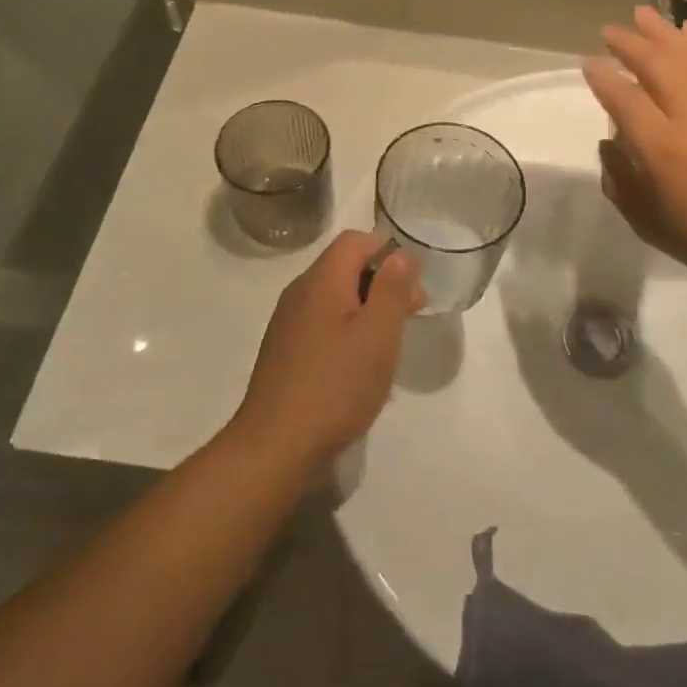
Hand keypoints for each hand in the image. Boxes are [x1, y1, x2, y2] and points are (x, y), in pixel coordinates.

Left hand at [229, 231, 423, 474]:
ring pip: (334, 297)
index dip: (388, 253)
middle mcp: (299, 293)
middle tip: (409, 317)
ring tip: (388, 346)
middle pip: (344, 266)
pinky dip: (346, 331)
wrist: (275, 446)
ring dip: (366, 309)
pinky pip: (322, 323)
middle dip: (382, 282)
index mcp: (321, 281)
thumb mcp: (379, 334)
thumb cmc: (336, 385)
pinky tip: (358, 367)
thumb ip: (392, 288)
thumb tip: (400, 254)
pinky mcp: (284, 351)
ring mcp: (287, 323)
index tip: (411, 288)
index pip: (355, 240)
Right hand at [583, 6, 686, 295]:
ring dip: (663, 31)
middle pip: (655, 65)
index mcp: (660, 147)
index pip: (623, 98)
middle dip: (629, 43)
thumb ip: (620, 181)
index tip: (588, 61)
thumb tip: (610, 144)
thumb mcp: (647, 222)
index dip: (602, 76)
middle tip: (610, 30)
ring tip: (643, 12)